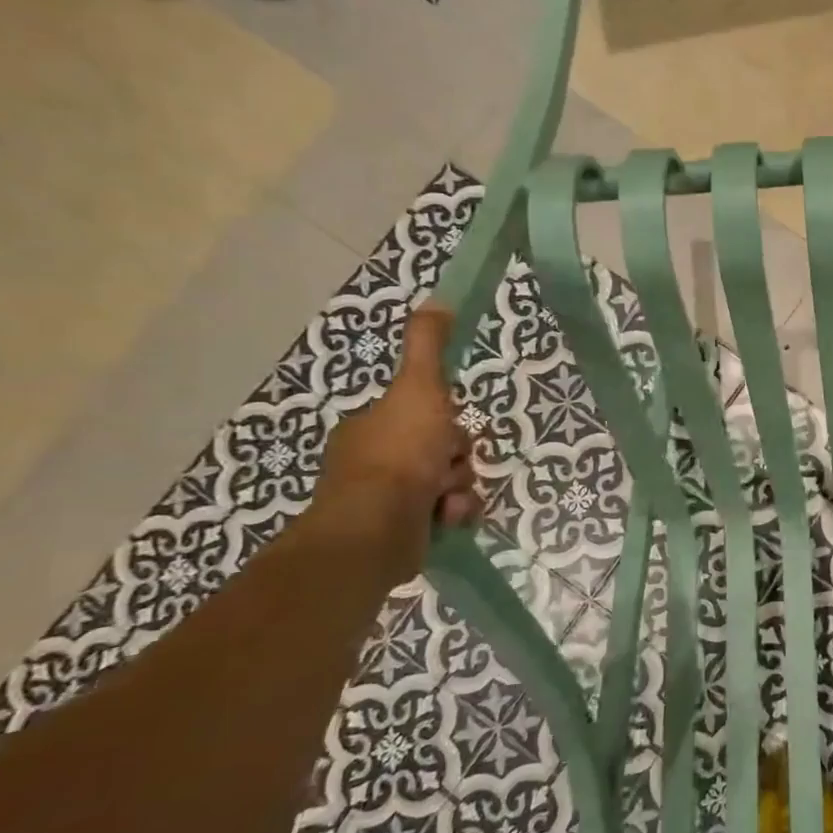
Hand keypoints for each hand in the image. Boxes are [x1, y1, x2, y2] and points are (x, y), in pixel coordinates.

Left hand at [309, 305, 481, 578]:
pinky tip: (448, 518)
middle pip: (443, 449)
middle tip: (450, 464)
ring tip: (447, 499)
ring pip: (450, 481)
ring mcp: (386, 500)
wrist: (378, 529)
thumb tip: (437, 300)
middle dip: (457, 458)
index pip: (426, 415)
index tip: (449, 427)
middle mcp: (376, 461)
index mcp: (373, 427)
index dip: (446, 420)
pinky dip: (454, 514)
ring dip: (459, 487)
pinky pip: (447, 513)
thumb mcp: (420, 389)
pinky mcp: (402, 532)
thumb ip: (428, 346)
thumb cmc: (399, 454)